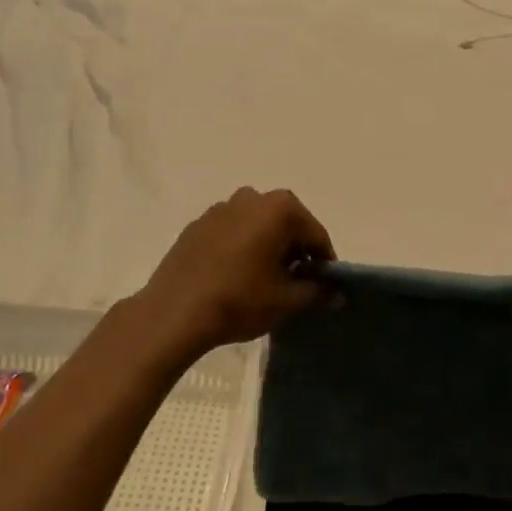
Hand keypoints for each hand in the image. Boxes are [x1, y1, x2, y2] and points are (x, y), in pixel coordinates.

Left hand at [133, 188, 334, 359]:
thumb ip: (318, 292)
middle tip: (295, 284)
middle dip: (295, 251)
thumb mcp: (286, 300)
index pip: (316, 235)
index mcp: (280, 208)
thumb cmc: (239, 300)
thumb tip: (337, 294)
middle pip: (287, 225)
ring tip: (264, 281)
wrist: (173, 313)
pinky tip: (235, 277)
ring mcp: (221, 208)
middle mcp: (252, 197)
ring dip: (267, 247)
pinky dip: (241, 248)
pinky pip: (232, 232)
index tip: (324, 287)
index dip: (324, 263)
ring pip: (258, 227)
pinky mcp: (197, 225)